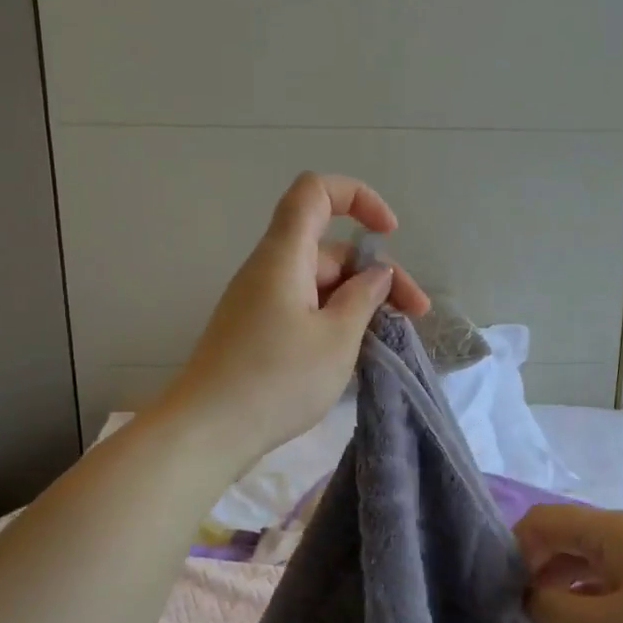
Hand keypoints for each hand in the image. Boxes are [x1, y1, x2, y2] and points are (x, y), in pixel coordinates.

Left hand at [154, 172, 429, 469]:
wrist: (207, 431)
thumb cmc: (277, 379)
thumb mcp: (336, 338)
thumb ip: (363, 298)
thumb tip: (377, 273)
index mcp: (285, 255)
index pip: (316, 191)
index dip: (358, 197)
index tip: (389, 233)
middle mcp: (269, 269)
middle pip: (329, 247)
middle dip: (377, 272)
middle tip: (415, 314)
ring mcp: (260, 301)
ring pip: (320, 283)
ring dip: (359, 301)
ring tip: (392, 337)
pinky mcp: (257, 331)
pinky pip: (304, 307)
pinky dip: (335, 319)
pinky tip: (357, 351)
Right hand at [515, 503, 622, 622]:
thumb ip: (550, 609)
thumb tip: (524, 596)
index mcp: (609, 529)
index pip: (542, 520)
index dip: (513, 549)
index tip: (498, 589)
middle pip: (562, 534)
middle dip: (533, 565)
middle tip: (514, 608)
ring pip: (583, 556)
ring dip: (557, 581)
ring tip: (539, 619)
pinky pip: (605, 574)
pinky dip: (583, 591)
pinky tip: (576, 621)